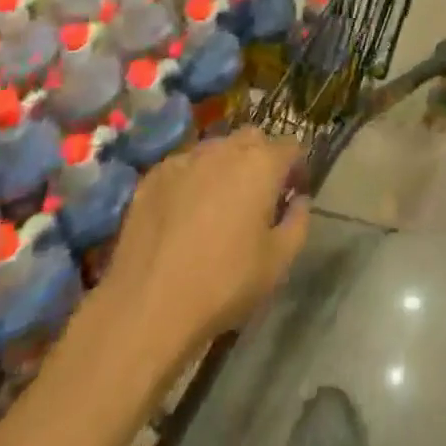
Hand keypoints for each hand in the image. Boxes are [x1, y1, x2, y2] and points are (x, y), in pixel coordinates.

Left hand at [103, 128, 310, 348]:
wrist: (147, 306)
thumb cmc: (224, 284)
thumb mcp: (279, 262)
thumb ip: (299, 222)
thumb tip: (298, 201)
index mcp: (261, 163)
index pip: (291, 147)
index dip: (297, 168)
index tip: (293, 194)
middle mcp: (225, 149)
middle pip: (253, 139)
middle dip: (262, 159)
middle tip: (258, 196)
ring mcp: (185, 159)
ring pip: (216, 149)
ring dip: (226, 166)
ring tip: (219, 202)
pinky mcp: (153, 176)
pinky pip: (184, 166)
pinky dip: (192, 179)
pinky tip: (184, 212)